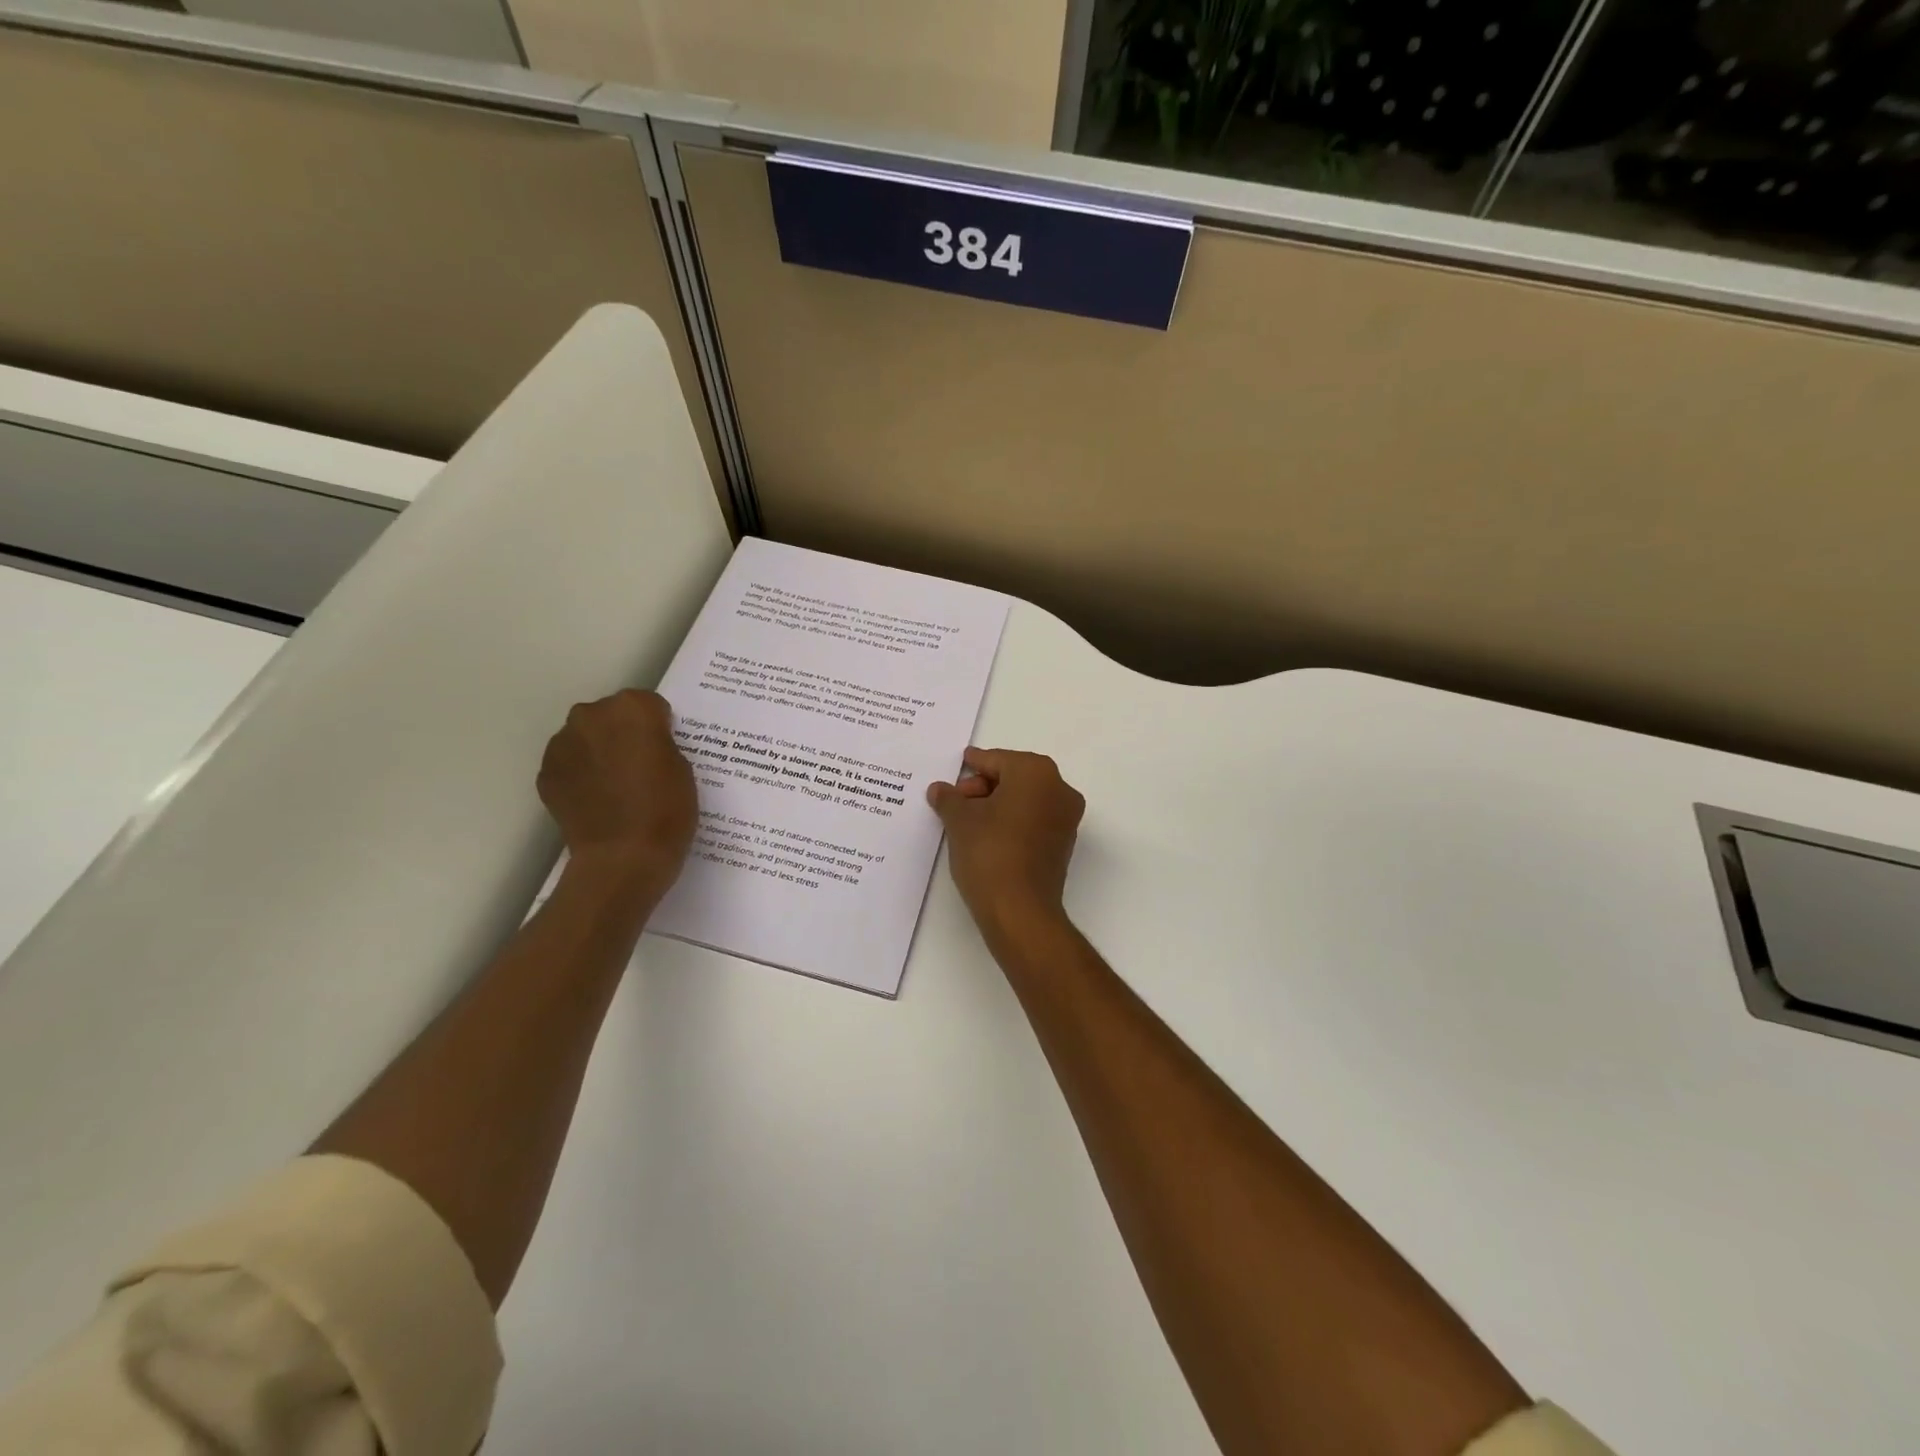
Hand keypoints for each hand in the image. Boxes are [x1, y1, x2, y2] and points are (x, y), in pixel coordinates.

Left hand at [538, 690, 695, 900]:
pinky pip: (570, 764)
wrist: (622, 858)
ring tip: (617, 788)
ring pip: (586, 738)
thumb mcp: (683, 768)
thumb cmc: (666, 810)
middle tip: (640, 767)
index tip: (664, 751)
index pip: (649, 705)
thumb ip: (660, 744)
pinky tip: (598, 801)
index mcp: (632, 709)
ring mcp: (563, 744)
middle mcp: (591, 716)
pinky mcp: (546, 773)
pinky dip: (581, 775)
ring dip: (599, 752)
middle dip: (623, 734)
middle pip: (611, 715)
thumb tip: (643, 743)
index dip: (659, 728)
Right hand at [928, 748, 1084, 943]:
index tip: (959, 765)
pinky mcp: (1063, 844)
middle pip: (1014, 777)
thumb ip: (949, 798)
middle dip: (983, 786)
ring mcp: (1066, 818)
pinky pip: (1033, 820)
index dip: (973, 764)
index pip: (997, 760)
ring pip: (1025, 800)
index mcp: (1036, 772)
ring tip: (965, 820)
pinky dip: (1011, 821)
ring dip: (996, 805)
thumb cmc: (989, 852)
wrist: (1020, 909)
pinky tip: (985, 836)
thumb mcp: (959, 820)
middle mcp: (1059, 789)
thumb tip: (940, 789)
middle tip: (956, 801)